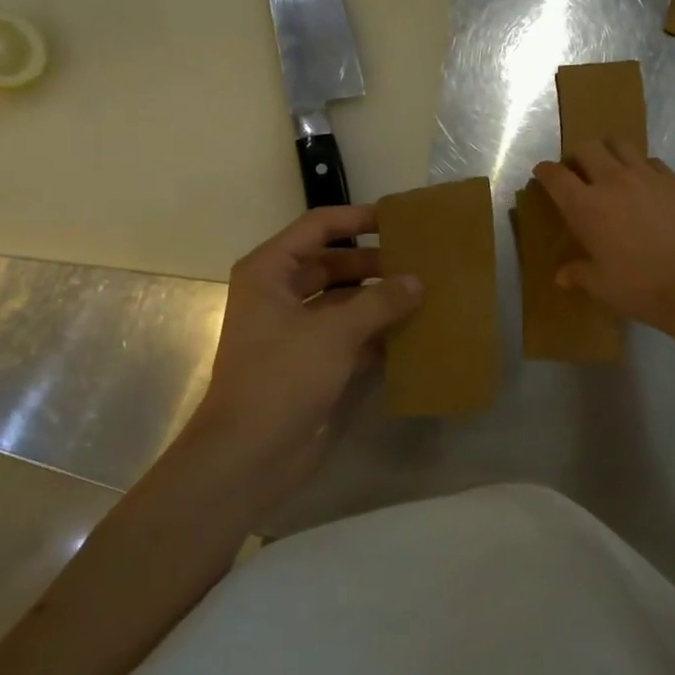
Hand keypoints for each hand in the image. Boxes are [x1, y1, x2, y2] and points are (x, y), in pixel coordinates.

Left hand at [183, 205, 421, 509]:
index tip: (398, 220)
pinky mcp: (310, 363)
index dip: (357, 219)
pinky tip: (413, 334)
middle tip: (421, 262)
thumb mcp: (334, 333)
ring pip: (344, 302)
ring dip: (379, 300)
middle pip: (333, 264)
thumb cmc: (282, 378)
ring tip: (425, 294)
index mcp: (270, 272)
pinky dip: (376, 334)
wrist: (248, 455)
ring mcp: (295, 331)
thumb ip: (380, 302)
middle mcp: (280, 294)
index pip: (318, 227)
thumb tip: (417, 281)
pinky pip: (349, 336)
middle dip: (375, 264)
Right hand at [533, 140, 674, 335]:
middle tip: (577, 173)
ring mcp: (646, 176)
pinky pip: (650, 160)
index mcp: (585, 206)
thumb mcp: (602, 286)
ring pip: (619, 144)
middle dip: (576, 156)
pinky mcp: (674, 180)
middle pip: (586, 148)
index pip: (555, 176)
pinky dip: (639, 165)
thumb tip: (561, 276)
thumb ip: (579, 274)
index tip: (542, 174)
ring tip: (609, 170)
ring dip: (607, 152)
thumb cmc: (640, 286)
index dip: (545, 172)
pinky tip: (643, 183)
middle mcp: (612, 181)